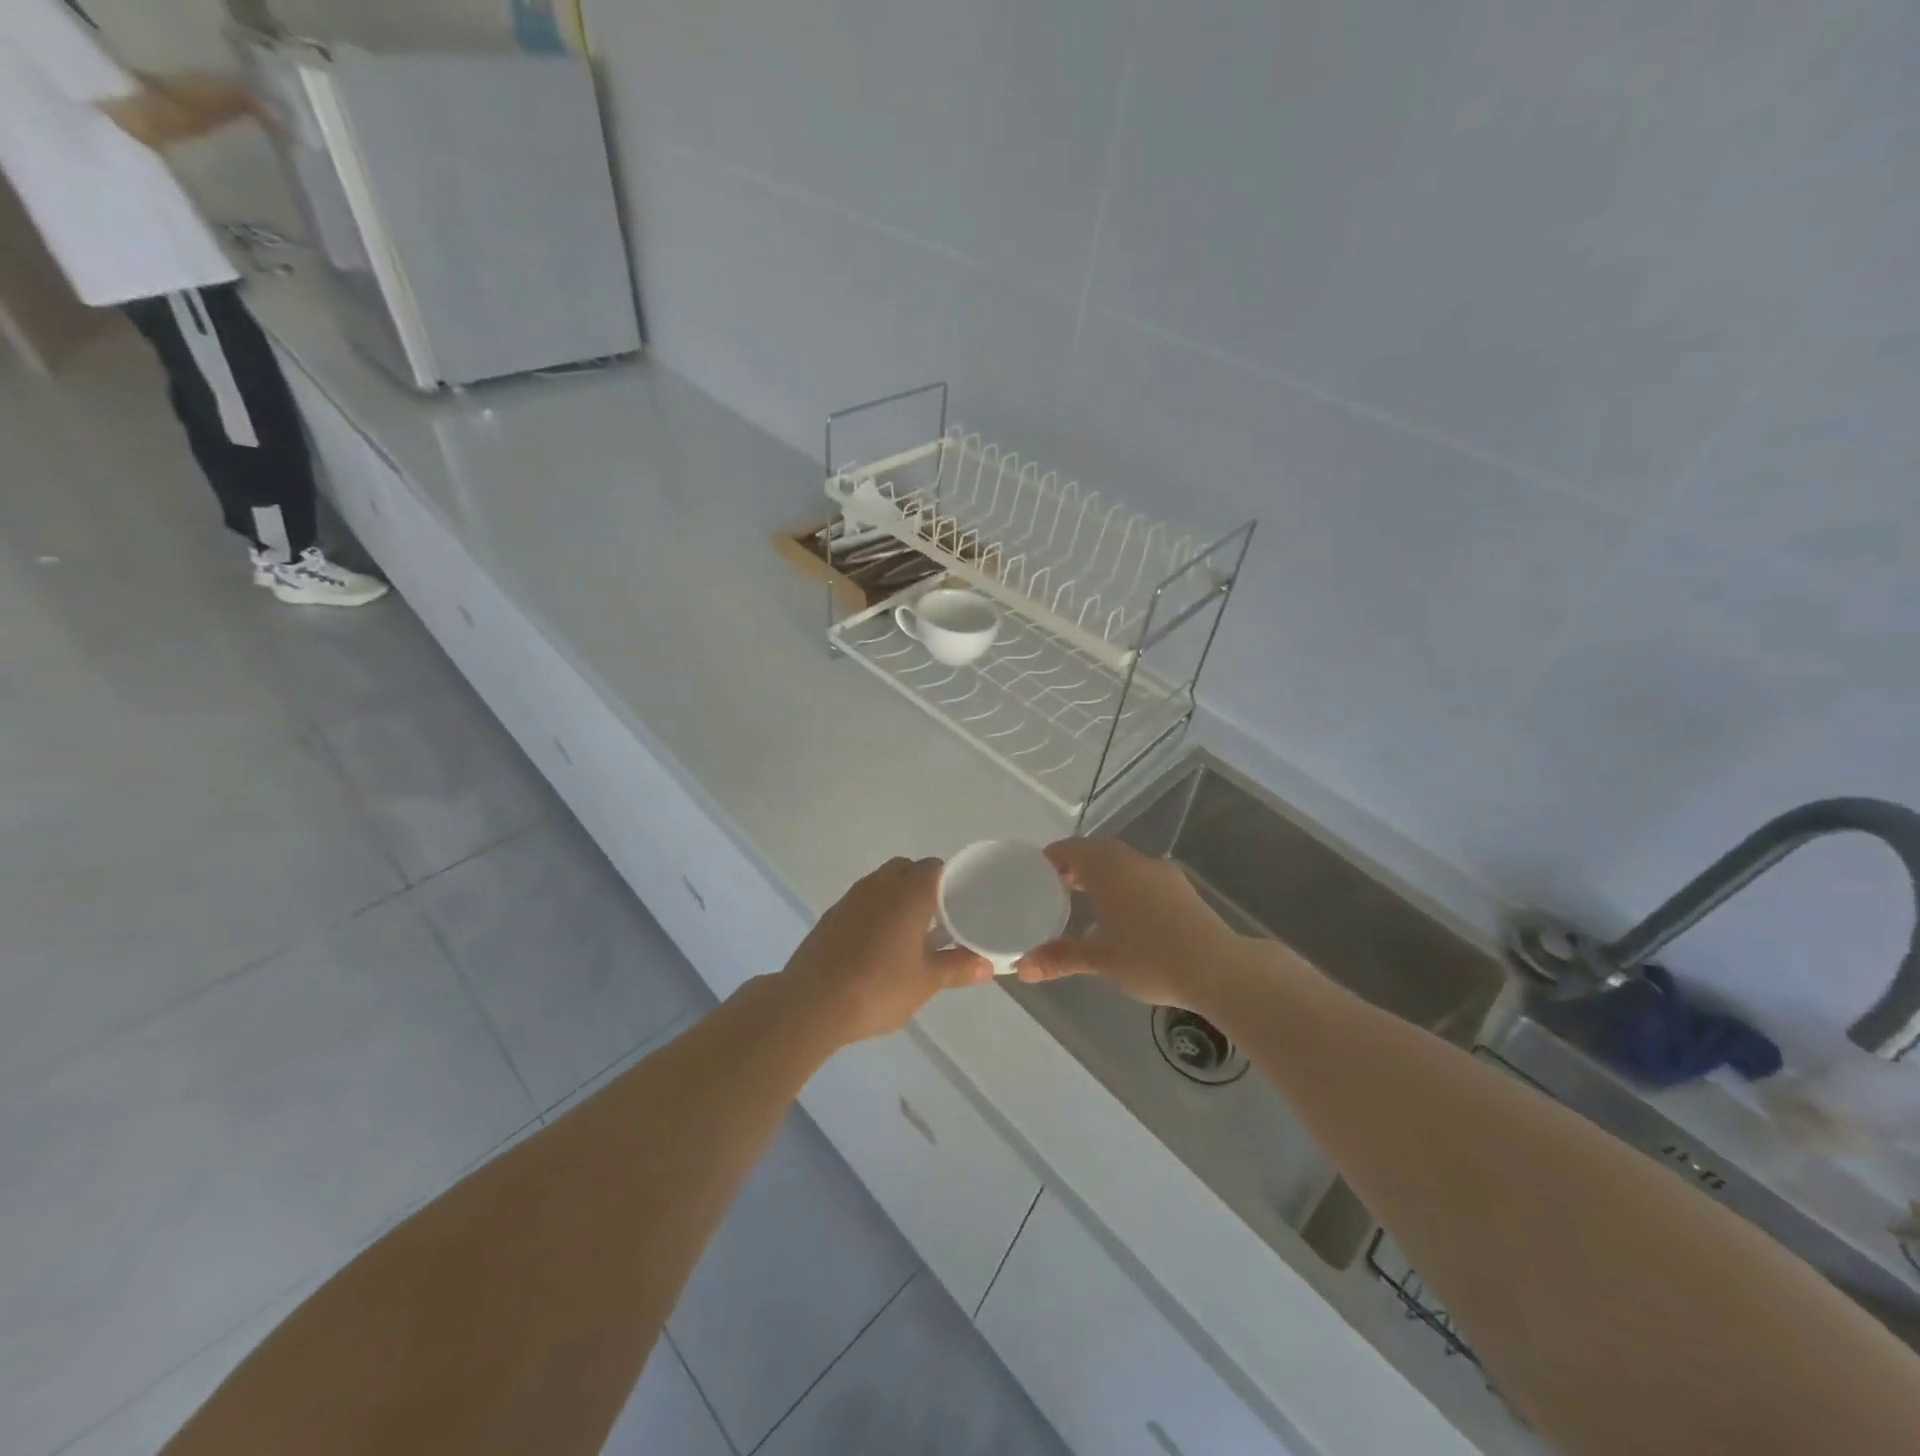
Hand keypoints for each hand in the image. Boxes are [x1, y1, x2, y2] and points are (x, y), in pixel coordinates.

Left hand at [779, 857, 990, 1043]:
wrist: (811, 1003)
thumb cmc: (878, 987)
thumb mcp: (926, 982)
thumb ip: (957, 967)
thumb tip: (987, 964)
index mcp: (909, 893)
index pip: (936, 868)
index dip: (952, 881)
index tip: (963, 903)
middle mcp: (880, 885)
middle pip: (908, 869)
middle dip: (924, 885)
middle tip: (939, 917)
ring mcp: (851, 898)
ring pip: (882, 882)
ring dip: (897, 897)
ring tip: (910, 932)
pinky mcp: (831, 915)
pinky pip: (862, 900)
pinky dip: (875, 911)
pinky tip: (879, 944)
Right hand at [1016, 839, 1247, 1010]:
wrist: (1218, 968)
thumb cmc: (1151, 959)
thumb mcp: (1100, 960)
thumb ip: (1060, 958)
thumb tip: (1021, 968)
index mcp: (1108, 869)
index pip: (1072, 849)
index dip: (1053, 857)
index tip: (1039, 872)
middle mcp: (1133, 861)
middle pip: (1098, 851)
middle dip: (1077, 864)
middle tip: (1059, 887)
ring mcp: (1161, 872)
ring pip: (1122, 862)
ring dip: (1103, 873)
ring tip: (1090, 900)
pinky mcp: (1181, 887)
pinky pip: (1142, 874)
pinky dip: (1125, 883)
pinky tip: (1127, 912)